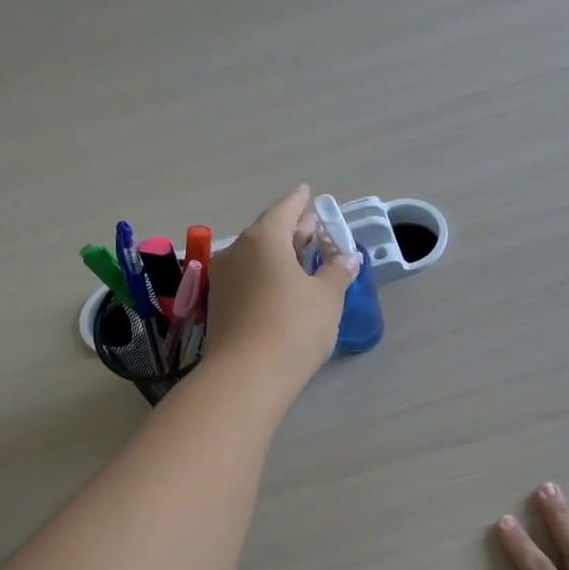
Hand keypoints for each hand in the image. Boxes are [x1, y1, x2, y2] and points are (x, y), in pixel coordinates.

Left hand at [204, 185, 359, 386]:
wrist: (247, 377)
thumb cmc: (293, 327)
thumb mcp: (326, 297)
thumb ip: (337, 272)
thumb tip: (347, 258)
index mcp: (263, 239)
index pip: (284, 210)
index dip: (299, 201)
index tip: (307, 192)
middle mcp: (237, 252)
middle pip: (268, 232)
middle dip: (292, 230)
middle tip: (313, 228)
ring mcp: (223, 280)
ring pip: (256, 257)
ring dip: (279, 255)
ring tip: (303, 258)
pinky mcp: (220, 306)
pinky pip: (248, 278)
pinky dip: (267, 274)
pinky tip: (283, 286)